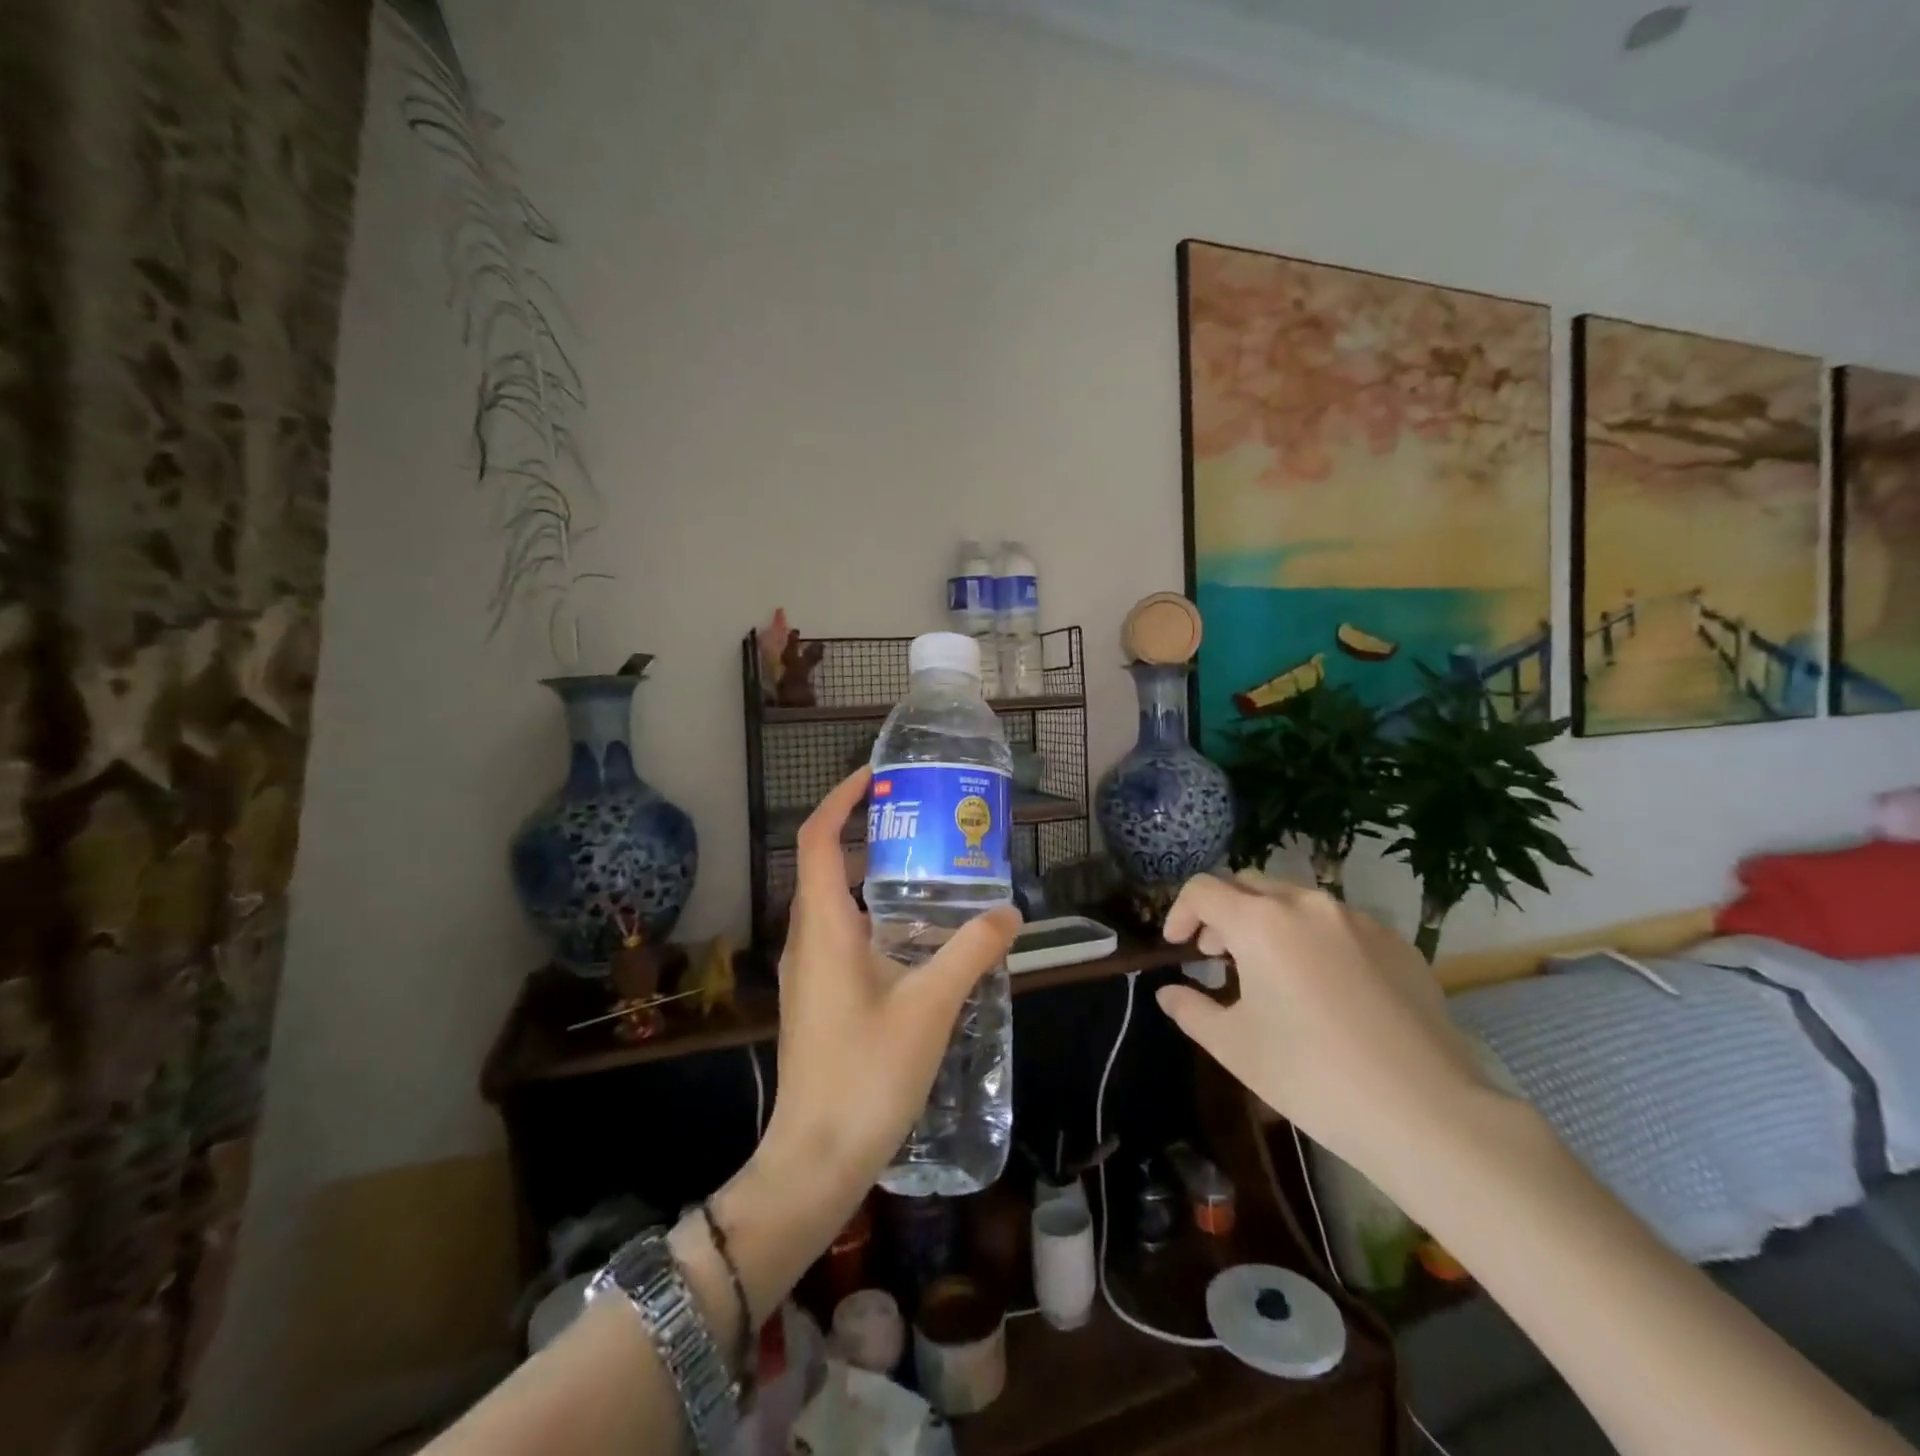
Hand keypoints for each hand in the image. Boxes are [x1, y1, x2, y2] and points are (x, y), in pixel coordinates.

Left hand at [763, 766, 1020, 1194]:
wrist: (816, 1159)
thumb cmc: (867, 1074)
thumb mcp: (930, 1006)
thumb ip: (970, 952)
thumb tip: (1010, 911)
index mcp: (823, 926)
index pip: (818, 839)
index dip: (840, 799)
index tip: (875, 777)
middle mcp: (806, 938)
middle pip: (827, 865)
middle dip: (867, 835)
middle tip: (921, 824)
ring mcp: (808, 970)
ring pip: (835, 903)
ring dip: (873, 879)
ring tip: (929, 873)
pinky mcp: (817, 997)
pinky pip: (841, 935)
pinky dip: (874, 918)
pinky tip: (918, 939)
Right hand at [1156, 870, 1491, 1181]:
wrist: (1427, 1113)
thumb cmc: (1311, 1075)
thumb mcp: (1233, 1046)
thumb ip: (1190, 1008)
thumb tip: (1168, 992)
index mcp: (1260, 921)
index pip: (1203, 890)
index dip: (1179, 912)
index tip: (1177, 947)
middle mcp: (1307, 904)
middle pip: (1248, 885)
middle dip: (1222, 913)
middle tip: (1216, 955)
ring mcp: (1358, 920)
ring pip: (1295, 901)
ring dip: (1267, 922)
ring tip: (1268, 971)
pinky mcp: (1397, 943)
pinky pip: (1339, 925)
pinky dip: (1313, 939)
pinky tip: (1323, 988)